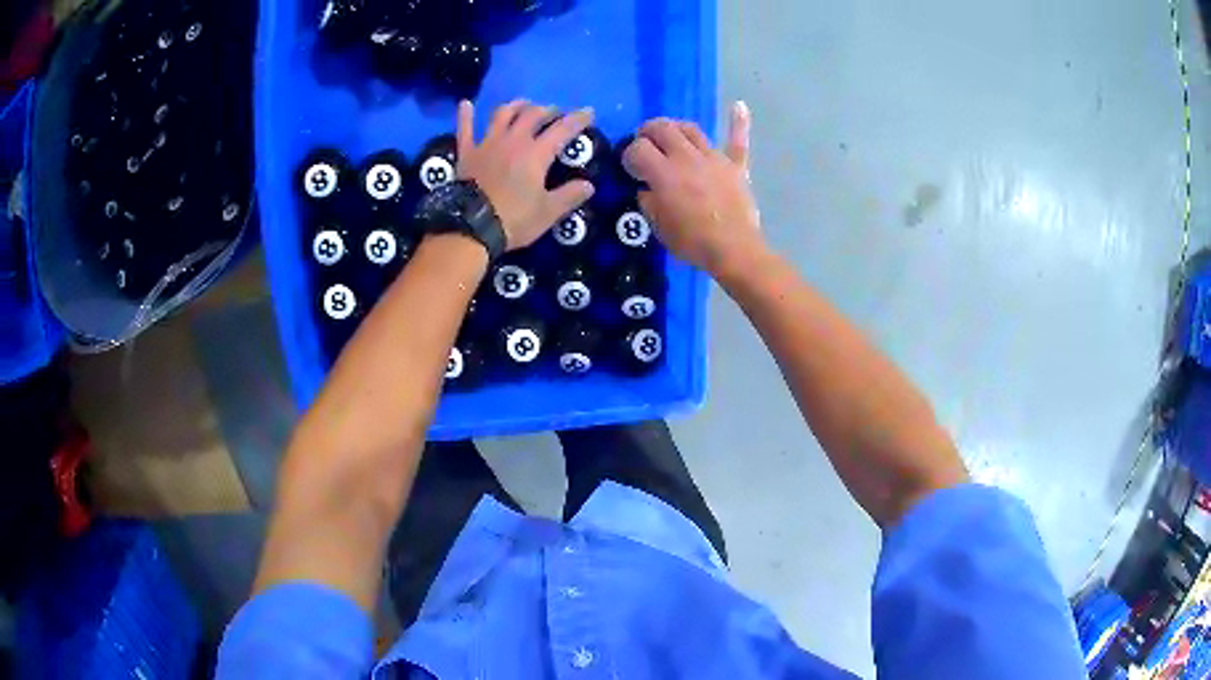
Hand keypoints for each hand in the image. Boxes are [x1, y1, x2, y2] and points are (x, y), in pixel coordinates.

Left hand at [456, 100, 595, 249]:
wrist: (470, 228)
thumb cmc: (513, 220)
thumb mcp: (548, 212)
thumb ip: (569, 195)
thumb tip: (589, 185)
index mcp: (536, 153)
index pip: (563, 129)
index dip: (578, 119)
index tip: (589, 112)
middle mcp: (513, 140)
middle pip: (533, 115)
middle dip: (548, 110)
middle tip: (556, 113)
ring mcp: (487, 143)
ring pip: (503, 114)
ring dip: (516, 106)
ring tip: (524, 105)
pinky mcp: (467, 153)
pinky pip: (465, 129)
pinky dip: (466, 115)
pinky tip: (466, 104)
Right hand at [622, 102, 763, 277]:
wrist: (734, 250)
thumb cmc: (692, 242)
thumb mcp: (658, 227)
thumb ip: (648, 201)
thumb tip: (646, 189)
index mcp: (664, 173)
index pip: (638, 149)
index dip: (629, 155)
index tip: (630, 167)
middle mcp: (687, 157)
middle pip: (662, 129)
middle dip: (647, 132)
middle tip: (644, 142)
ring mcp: (714, 158)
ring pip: (691, 129)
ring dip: (676, 127)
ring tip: (671, 134)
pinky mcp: (736, 166)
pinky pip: (737, 141)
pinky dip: (738, 122)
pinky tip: (739, 106)